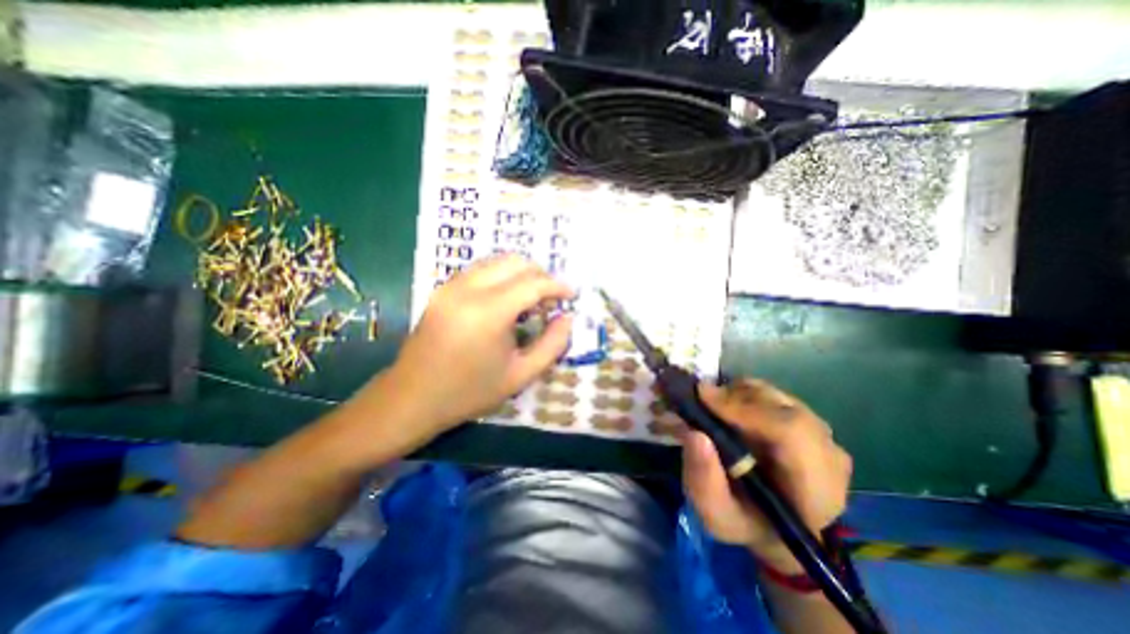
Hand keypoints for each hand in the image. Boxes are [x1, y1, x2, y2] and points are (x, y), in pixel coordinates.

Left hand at [385, 255, 575, 433]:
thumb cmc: (469, 392)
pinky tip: (506, 297)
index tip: (572, 295)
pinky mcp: (441, 290)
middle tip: (551, 298)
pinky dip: (500, 275)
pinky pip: (479, 269)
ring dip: (520, 272)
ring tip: (531, 297)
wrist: (412, 398)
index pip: (533, 283)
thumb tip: (568, 319)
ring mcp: (451, 286)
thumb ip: (552, 345)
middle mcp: (468, 290)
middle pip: (515, 262)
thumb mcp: (520, 375)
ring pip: (496, 261)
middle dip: (540, 274)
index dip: (557, 286)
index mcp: (489, 313)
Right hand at [679, 379, 846, 571]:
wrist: (772, 523)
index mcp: (816, 489)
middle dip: (732, 398)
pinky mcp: (804, 417)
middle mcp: (827, 453)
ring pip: (772, 394)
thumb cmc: (744, 522)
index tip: (703, 398)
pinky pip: (769, 393)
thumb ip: (704, 481)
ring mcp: (819, 431)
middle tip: (697, 400)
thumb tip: (694, 434)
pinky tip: (725, 409)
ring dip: (734, 394)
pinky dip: (740, 393)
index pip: (792, 433)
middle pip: (780, 406)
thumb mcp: (716, 515)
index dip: (745, 409)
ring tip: (709, 408)